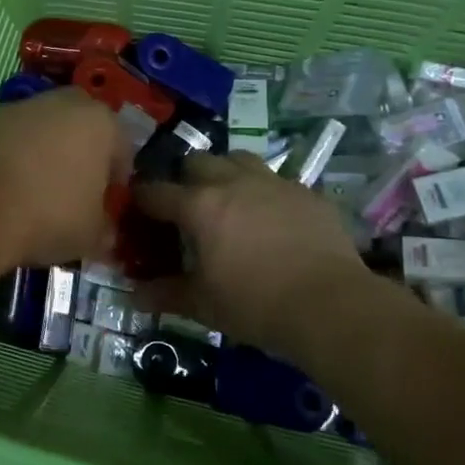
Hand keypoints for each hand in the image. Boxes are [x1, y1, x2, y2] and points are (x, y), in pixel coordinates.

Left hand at [0, 88, 129, 266]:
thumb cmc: (49, 215)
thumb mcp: (90, 235)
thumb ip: (103, 229)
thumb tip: (104, 233)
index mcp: (100, 122)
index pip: (121, 148)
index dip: (116, 179)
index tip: (107, 204)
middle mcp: (60, 103)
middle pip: (79, 126)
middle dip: (79, 152)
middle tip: (73, 188)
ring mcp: (17, 108)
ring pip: (40, 128)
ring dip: (41, 151)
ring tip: (33, 191)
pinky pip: (6, 139)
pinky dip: (8, 156)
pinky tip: (2, 188)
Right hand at [133, 152, 374, 357]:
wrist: (331, 306)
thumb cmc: (256, 304)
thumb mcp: (203, 305)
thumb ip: (165, 294)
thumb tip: (133, 296)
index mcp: (199, 206)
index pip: (155, 191)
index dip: (141, 199)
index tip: (136, 210)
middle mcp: (232, 182)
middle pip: (196, 161)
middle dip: (185, 179)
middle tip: (187, 208)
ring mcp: (273, 183)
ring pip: (238, 159)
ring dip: (226, 173)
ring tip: (229, 201)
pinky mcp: (306, 192)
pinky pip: (276, 180)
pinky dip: (265, 193)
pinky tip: (271, 219)